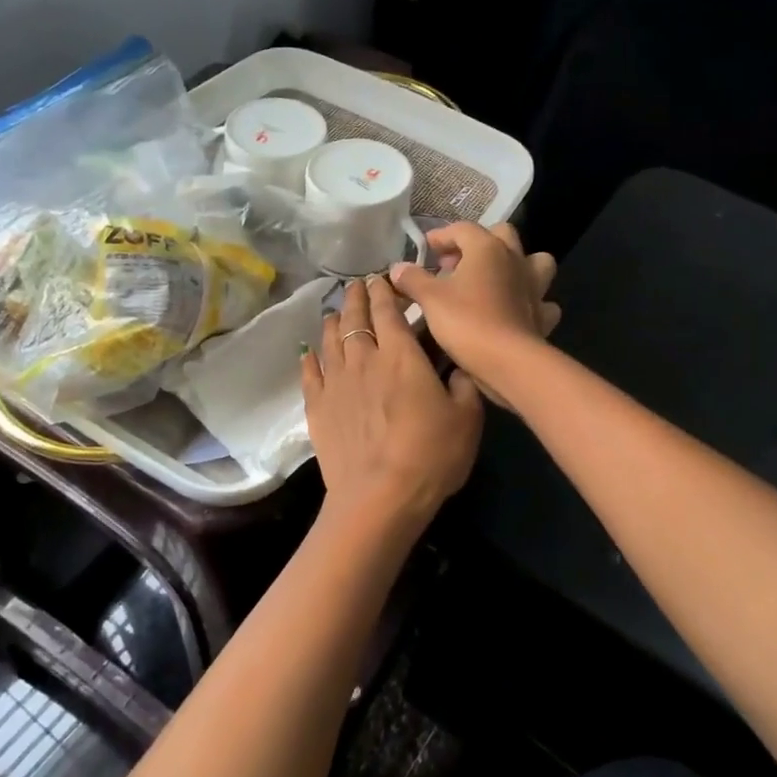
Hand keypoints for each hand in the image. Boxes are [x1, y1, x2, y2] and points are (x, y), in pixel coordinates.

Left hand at [301, 275, 483, 519]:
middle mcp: (364, 359)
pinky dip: (310, 358)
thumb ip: (463, 384)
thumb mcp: (467, 418)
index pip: (388, 311)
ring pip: (330, 341)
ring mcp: (336, 383)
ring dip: (334, 322)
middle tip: (357, 285)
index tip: (382, 279)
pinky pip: (310, 374)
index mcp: (401, 355)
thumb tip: (458, 365)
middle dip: (357, 298)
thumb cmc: (430, 455)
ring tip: (336, 312)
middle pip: (355, 319)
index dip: (385, 291)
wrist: (379, 497)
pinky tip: (309, 353)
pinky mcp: (317, 408)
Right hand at [388, 223, 559, 404]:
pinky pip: (541, 300)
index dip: (441, 236)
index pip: (462, 229)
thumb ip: (412, 279)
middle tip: (456, 264)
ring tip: (493, 280)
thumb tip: (397, 268)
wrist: (508, 362)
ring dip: (516, 265)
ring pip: (534, 261)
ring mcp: (534, 286)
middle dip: (478, 243)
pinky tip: (514, 311)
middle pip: (501, 235)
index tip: (426, 249)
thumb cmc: (466, 322)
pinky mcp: (542, 313)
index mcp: (487, 248)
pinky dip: (529, 302)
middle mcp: (515, 259)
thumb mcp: (429, 299)